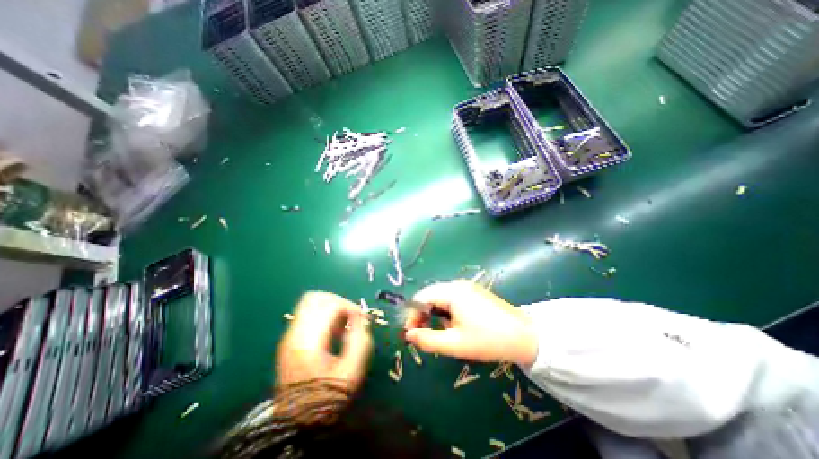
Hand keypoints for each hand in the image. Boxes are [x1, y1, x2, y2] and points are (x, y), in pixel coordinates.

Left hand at [278, 293, 373, 391]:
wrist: (296, 423)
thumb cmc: (326, 398)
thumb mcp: (351, 372)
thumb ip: (360, 341)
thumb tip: (361, 319)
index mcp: (309, 341)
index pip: (330, 305)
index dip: (350, 306)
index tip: (362, 318)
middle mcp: (295, 333)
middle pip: (316, 298)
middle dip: (338, 301)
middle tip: (351, 316)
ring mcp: (289, 336)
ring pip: (310, 303)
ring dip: (330, 307)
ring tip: (343, 324)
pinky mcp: (289, 340)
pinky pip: (307, 314)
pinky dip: (323, 314)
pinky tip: (333, 331)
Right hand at [403, 280, 539, 365]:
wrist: (525, 336)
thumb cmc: (488, 340)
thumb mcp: (455, 344)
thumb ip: (428, 340)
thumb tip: (408, 335)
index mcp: (452, 292)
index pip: (422, 297)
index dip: (412, 314)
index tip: (411, 334)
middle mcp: (457, 284)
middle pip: (430, 294)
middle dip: (422, 313)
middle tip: (422, 333)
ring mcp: (466, 286)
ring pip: (440, 296)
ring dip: (434, 311)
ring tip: (439, 330)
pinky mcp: (473, 292)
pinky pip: (451, 297)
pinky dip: (445, 309)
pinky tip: (453, 323)